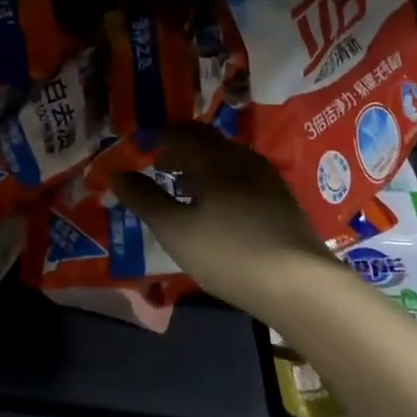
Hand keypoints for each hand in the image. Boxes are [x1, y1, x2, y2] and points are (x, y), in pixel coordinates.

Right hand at [111, 124, 338, 318]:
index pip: (179, 132)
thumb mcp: (175, 230)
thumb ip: (144, 199)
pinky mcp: (280, 198)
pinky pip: (241, 175)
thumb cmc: (228, 253)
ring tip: (182, 187)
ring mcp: (265, 177)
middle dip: (178, 147)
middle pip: (205, 140)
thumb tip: (116, 174)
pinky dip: (219, 179)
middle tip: (158, 164)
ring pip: (225, 157)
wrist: (299, 283)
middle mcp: (241, 157)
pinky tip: (216, 207)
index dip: (156, 136)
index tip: (139, 147)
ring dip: (199, 164)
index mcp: (213, 158)